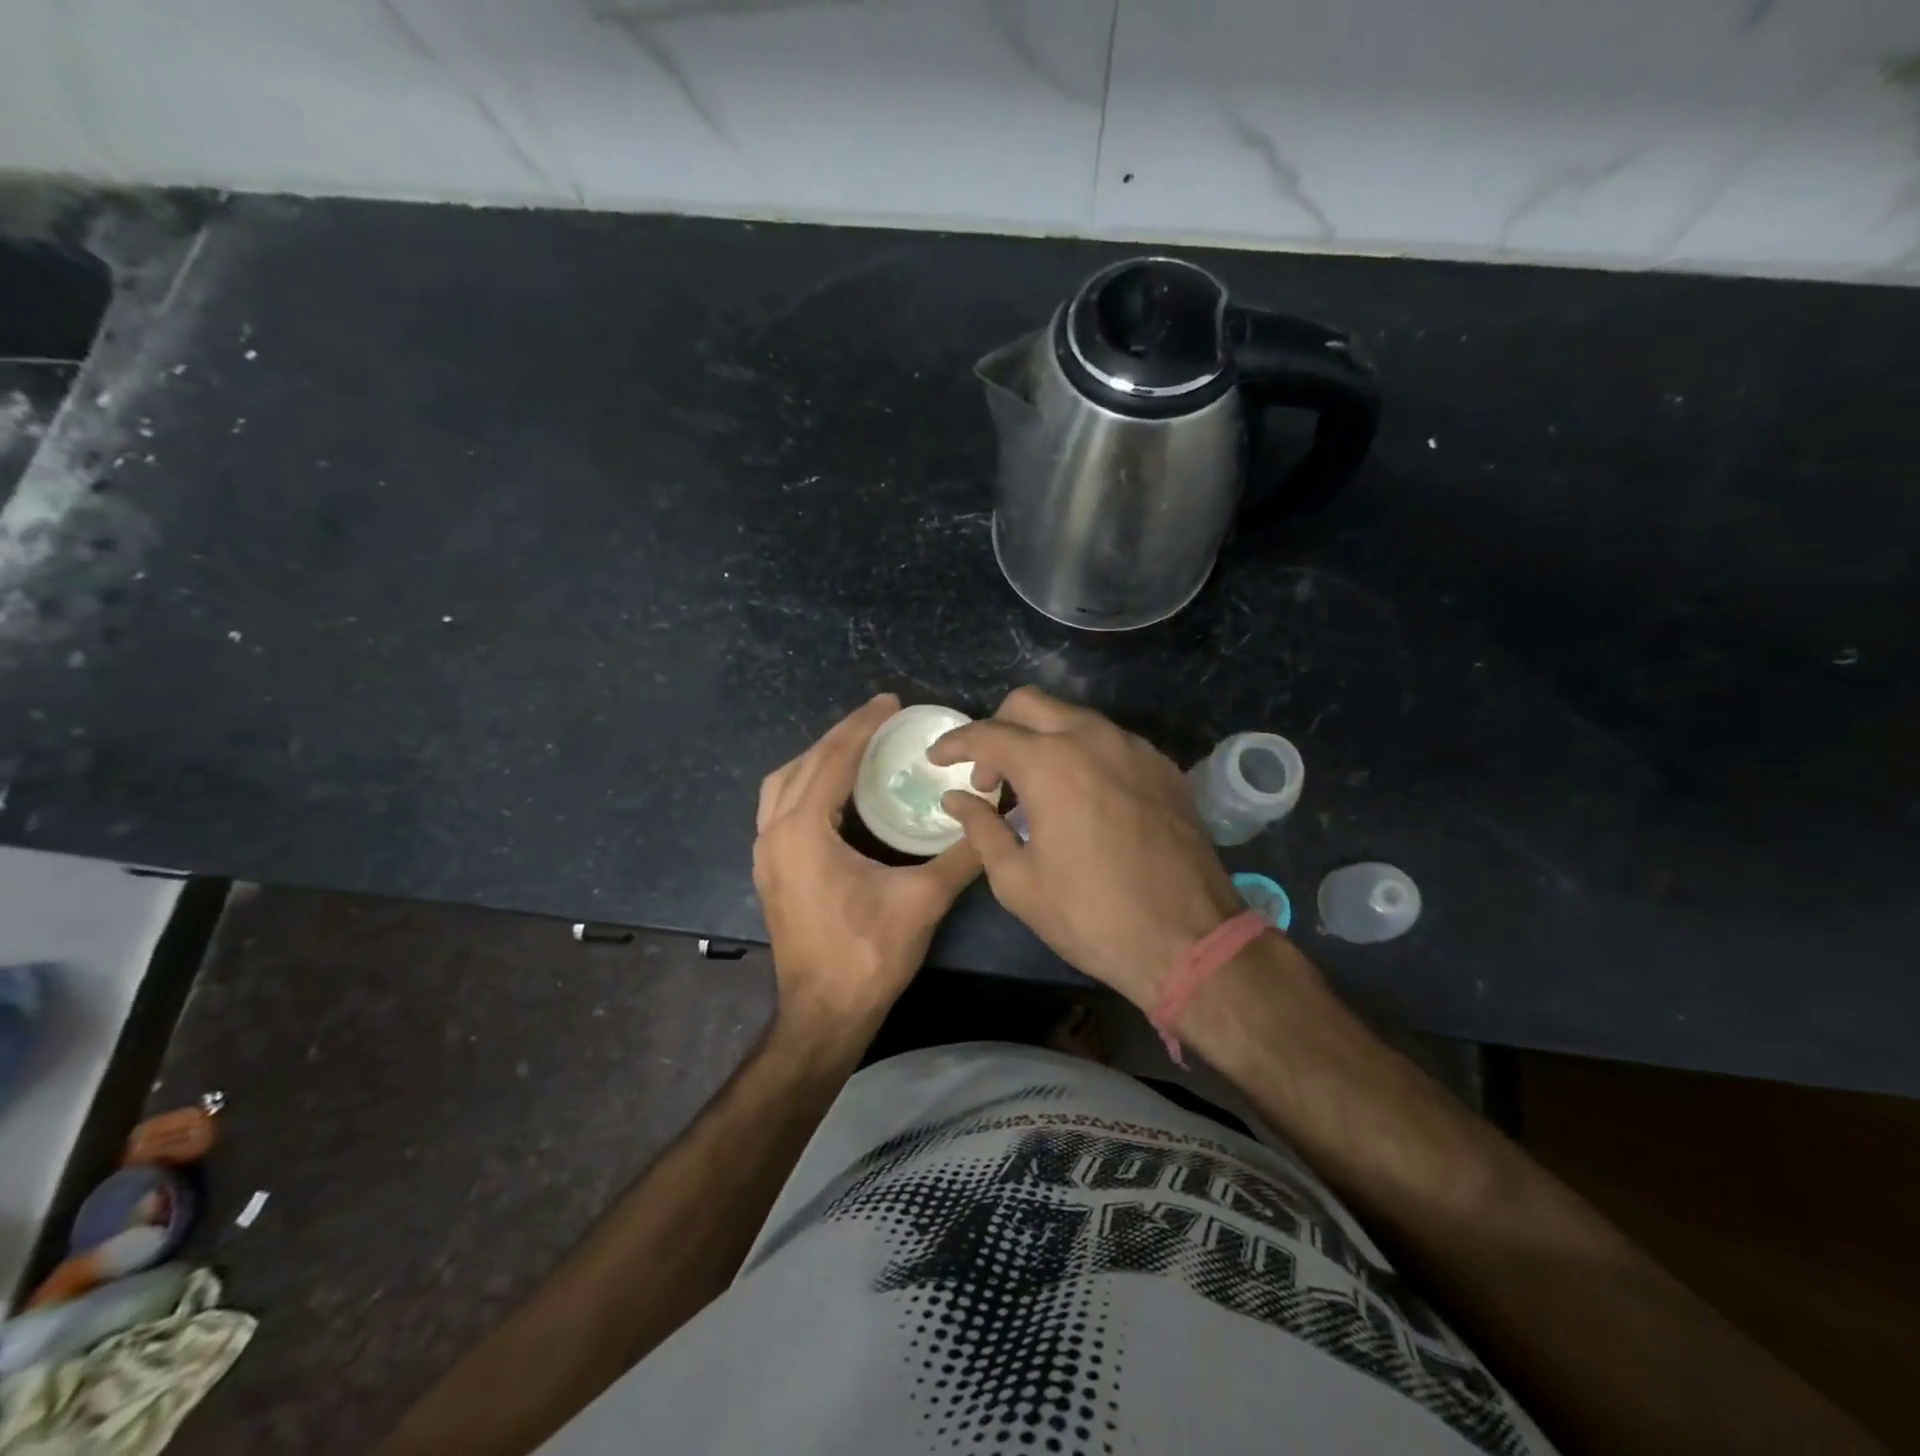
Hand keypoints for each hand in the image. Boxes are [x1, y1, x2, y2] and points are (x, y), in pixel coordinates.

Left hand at [754, 693, 981, 1027]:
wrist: (823, 1015)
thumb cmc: (868, 956)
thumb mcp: (922, 902)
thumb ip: (961, 856)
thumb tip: (996, 819)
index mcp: (803, 831)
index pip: (833, 759)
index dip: (864, 725)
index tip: (891, 701)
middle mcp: (774, 833)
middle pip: (803, 763)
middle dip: (840, 735)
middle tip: (879, 719)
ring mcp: (765, 853)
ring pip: (782, 783)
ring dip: (817, 758)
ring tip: (856, 747)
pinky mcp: (769, 870)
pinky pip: (779, 806)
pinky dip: (805, 784)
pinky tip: (835, 791)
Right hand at [929, 687, 1241, 1008]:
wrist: (1190, 940)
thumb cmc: (1091, 915)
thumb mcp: (1018, 882)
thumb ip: (981, 829)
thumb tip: (957, 799)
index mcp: (1050, 764)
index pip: (988, 734)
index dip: (955, 743)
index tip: (936, 759)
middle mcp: (1092, 739)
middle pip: (1030, 704)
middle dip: (998, 730)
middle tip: (990, 778)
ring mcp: (1134, 748)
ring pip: (1073, 718)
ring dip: (1042, 740)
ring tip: (1035, 790)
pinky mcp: (1162, 767)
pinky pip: (1109, 741)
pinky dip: (1081, 754)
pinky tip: (1081, 797)